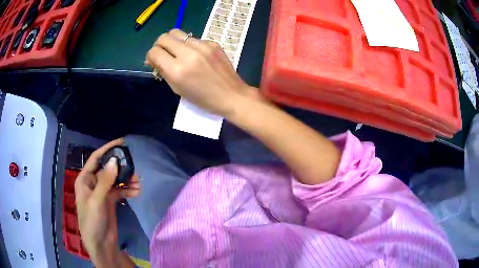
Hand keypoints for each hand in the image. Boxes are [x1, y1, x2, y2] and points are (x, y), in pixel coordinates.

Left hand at [75, 139, 139, 265]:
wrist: (100, 244)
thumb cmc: (92, 221)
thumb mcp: (97, 200)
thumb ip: (105, 181)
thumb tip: (115, 161)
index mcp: (85, 179)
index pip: (96, 158)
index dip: (108, 149)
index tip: (122, 142)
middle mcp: (93, 183)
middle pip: (108, 169)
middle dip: (121, 168)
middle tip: (134, 168)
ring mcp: (102, 192)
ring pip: (115, 180)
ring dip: (126, 181)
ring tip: (138, 183)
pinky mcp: (110, 201)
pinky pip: (119, 191)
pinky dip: (127, 191)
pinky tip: (136, 193)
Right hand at [145, 29, 259, 116]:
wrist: (232, 95)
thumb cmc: (203, 98)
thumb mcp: (178, 89)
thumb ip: (163, 71)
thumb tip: (153, 59)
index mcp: (177, 70)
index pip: (154, 51)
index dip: (151, 56)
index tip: (154, 60)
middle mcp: (188, 53)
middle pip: (164, 37)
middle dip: (159, 45)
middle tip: (163, 53)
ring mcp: (202, 46)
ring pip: (178, 33)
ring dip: (173, 42)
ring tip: (178, 52)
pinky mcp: (213, 43)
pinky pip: (193, 38)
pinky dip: (189, 45)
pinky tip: (196, 55)